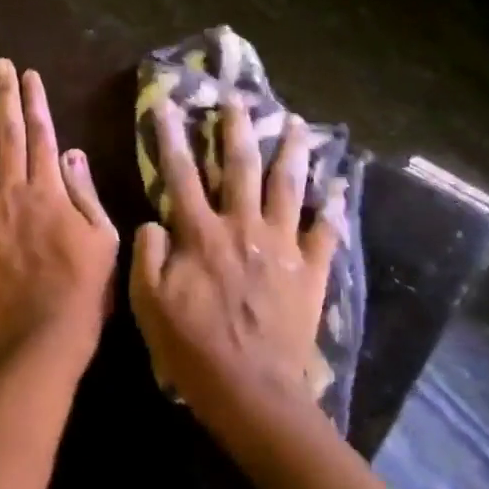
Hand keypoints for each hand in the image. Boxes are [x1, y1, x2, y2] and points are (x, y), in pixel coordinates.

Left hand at [0, 60, 119, 362]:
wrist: (43, 335)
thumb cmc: (84, 290)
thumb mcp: (103, 238)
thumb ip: (85, 193)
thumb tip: (70, 151)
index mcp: (49, 191)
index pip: (41, 134)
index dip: (34, 101)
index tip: (28, 74)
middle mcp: (13, 194)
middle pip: (6, 137)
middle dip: (2, 98)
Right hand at [129, 97, 342, 435]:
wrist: (251, 389)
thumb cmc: (191, 346)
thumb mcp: (147, 302)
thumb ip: (147, 254)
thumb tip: (155, 222)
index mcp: (201, 235)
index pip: (181, 175)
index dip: (172, 137)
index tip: (169, 103)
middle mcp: (243, 228)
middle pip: (241, 168)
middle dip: (238, 129)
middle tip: (241, 98)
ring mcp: (282, 247)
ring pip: (289, 188)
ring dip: (292, 153)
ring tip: (298, 124)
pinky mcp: (310, 271)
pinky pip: (327, 232)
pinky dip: (335, 208)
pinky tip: (341, 187)